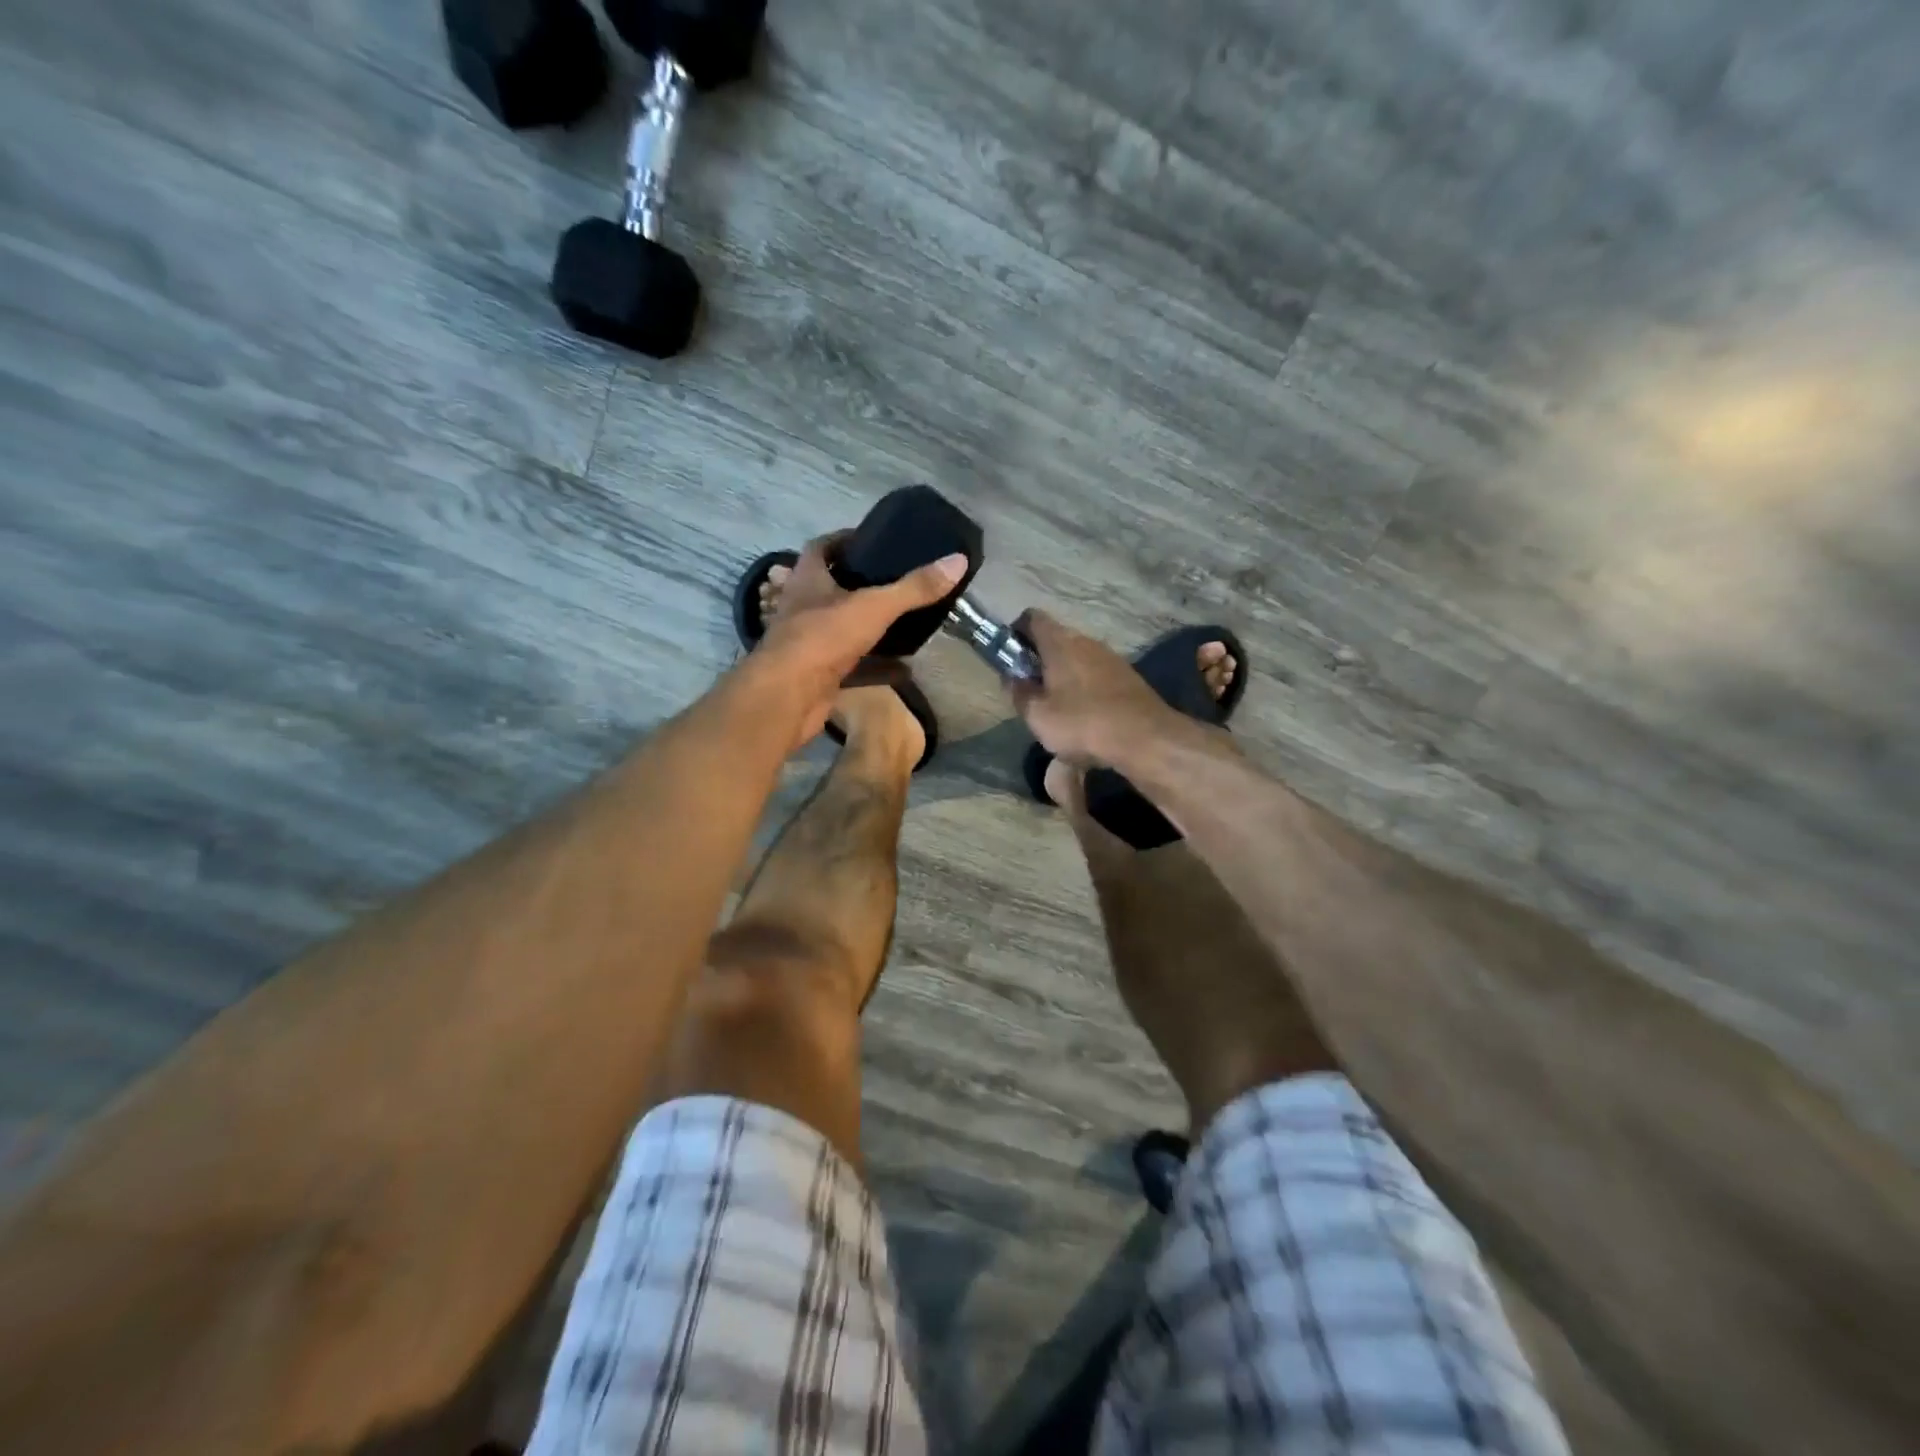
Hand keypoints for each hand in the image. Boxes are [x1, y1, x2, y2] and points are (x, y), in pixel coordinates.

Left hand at [752, 533, 968, 746]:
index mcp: (809, 579)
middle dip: (865, 586)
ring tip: (907, 622)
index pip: (822, 547)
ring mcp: (810, 643)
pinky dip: (877, 667)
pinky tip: (905, 669)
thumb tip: (958, 560)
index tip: (876, 541)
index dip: (846, 540)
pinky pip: (853, 666)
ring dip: (872, 628)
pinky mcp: (819, 675)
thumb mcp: (874, 606)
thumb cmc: (822, 638)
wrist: (787, 698)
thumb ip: (914, 587)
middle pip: (835, 588)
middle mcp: (805, 607)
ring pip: (845, 629)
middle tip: (901, 582)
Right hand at [1008, 610, 1177, 768]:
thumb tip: (1012, 678)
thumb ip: (1019, 693)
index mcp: (1060, 643)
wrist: (1146, 739)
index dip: (1016, 632)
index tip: (1009, 656)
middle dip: (1039, 658)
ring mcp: (1111, 657)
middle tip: (1029, 687)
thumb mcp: (1038, 716)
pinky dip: (1084, 686)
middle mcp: (1087, 641)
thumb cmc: (1083, 723)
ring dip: (1063, 674)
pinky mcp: (1128, 677)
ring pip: (1077, 657)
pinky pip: (1096, 674)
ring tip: (1056, 704)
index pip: (1032, 618)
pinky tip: (1084, 714)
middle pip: (1055, 638)